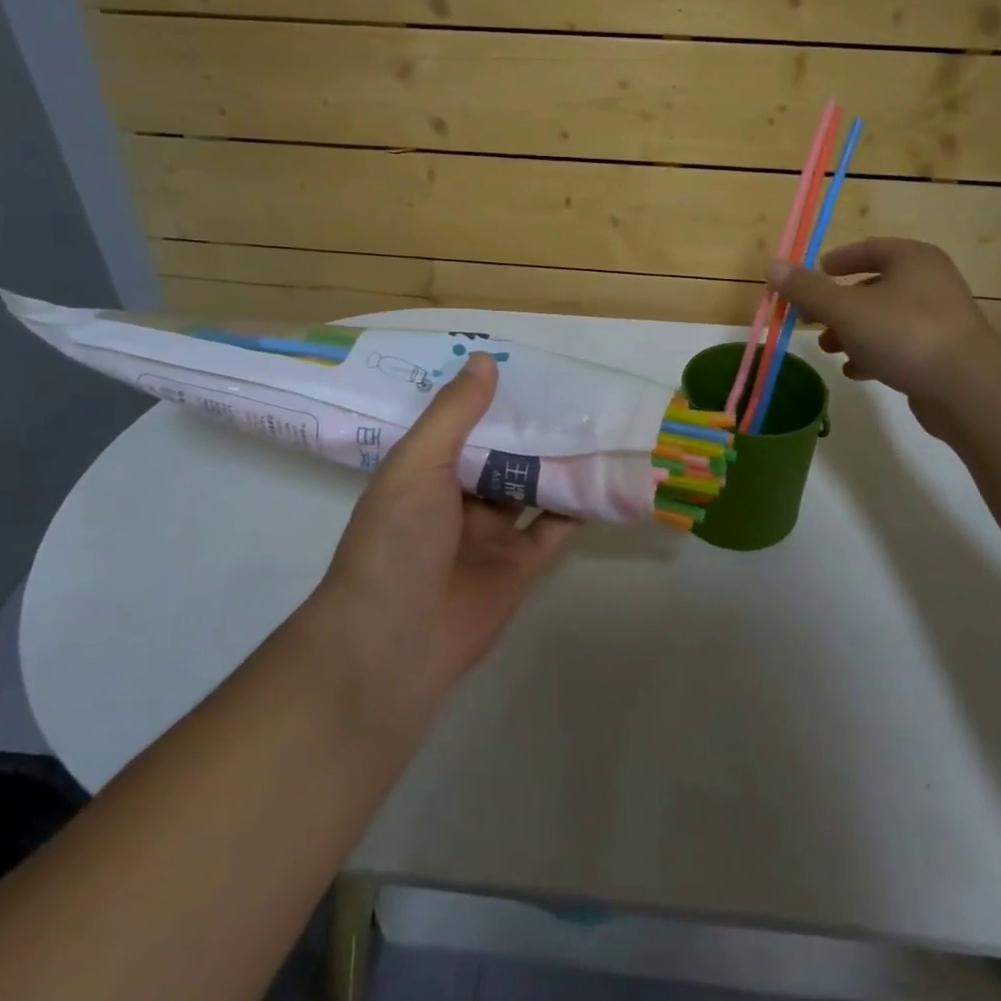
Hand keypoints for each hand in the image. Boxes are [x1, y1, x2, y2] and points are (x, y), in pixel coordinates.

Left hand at [310, 354, 575, 712]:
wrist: (395, 640)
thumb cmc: (397, 538)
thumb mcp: (419, 462)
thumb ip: (455, 413)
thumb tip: (485, 359)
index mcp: (426, 471)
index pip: (462, 424)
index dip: (490, 397)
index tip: (525, 365)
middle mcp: (458, 499)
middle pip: (502, 454)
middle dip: (531, 427)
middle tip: (574, 390)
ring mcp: (491, 534)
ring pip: (532, 487)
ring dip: (559, 461)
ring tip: (596, 424)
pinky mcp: (520, 565)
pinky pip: (555, 528)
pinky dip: (578, 506)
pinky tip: (605, 476)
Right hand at [768, 238, 1000, 425]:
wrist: (969, 388)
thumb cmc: (904, 335)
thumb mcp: (846, 309)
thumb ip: (808, 289)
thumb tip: (774, 266)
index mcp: (912, 259)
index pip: (868, 248)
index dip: (837, 260)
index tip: (814, 275)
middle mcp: (930, 281)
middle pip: (873, 286)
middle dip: (838, 305)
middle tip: (811, 319)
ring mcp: (940, 318)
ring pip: (884, 318)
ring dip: (852, 332)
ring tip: (829, 350)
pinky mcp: (943, 351)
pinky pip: (900, 344)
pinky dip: (874, 353)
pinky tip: (856, 370)